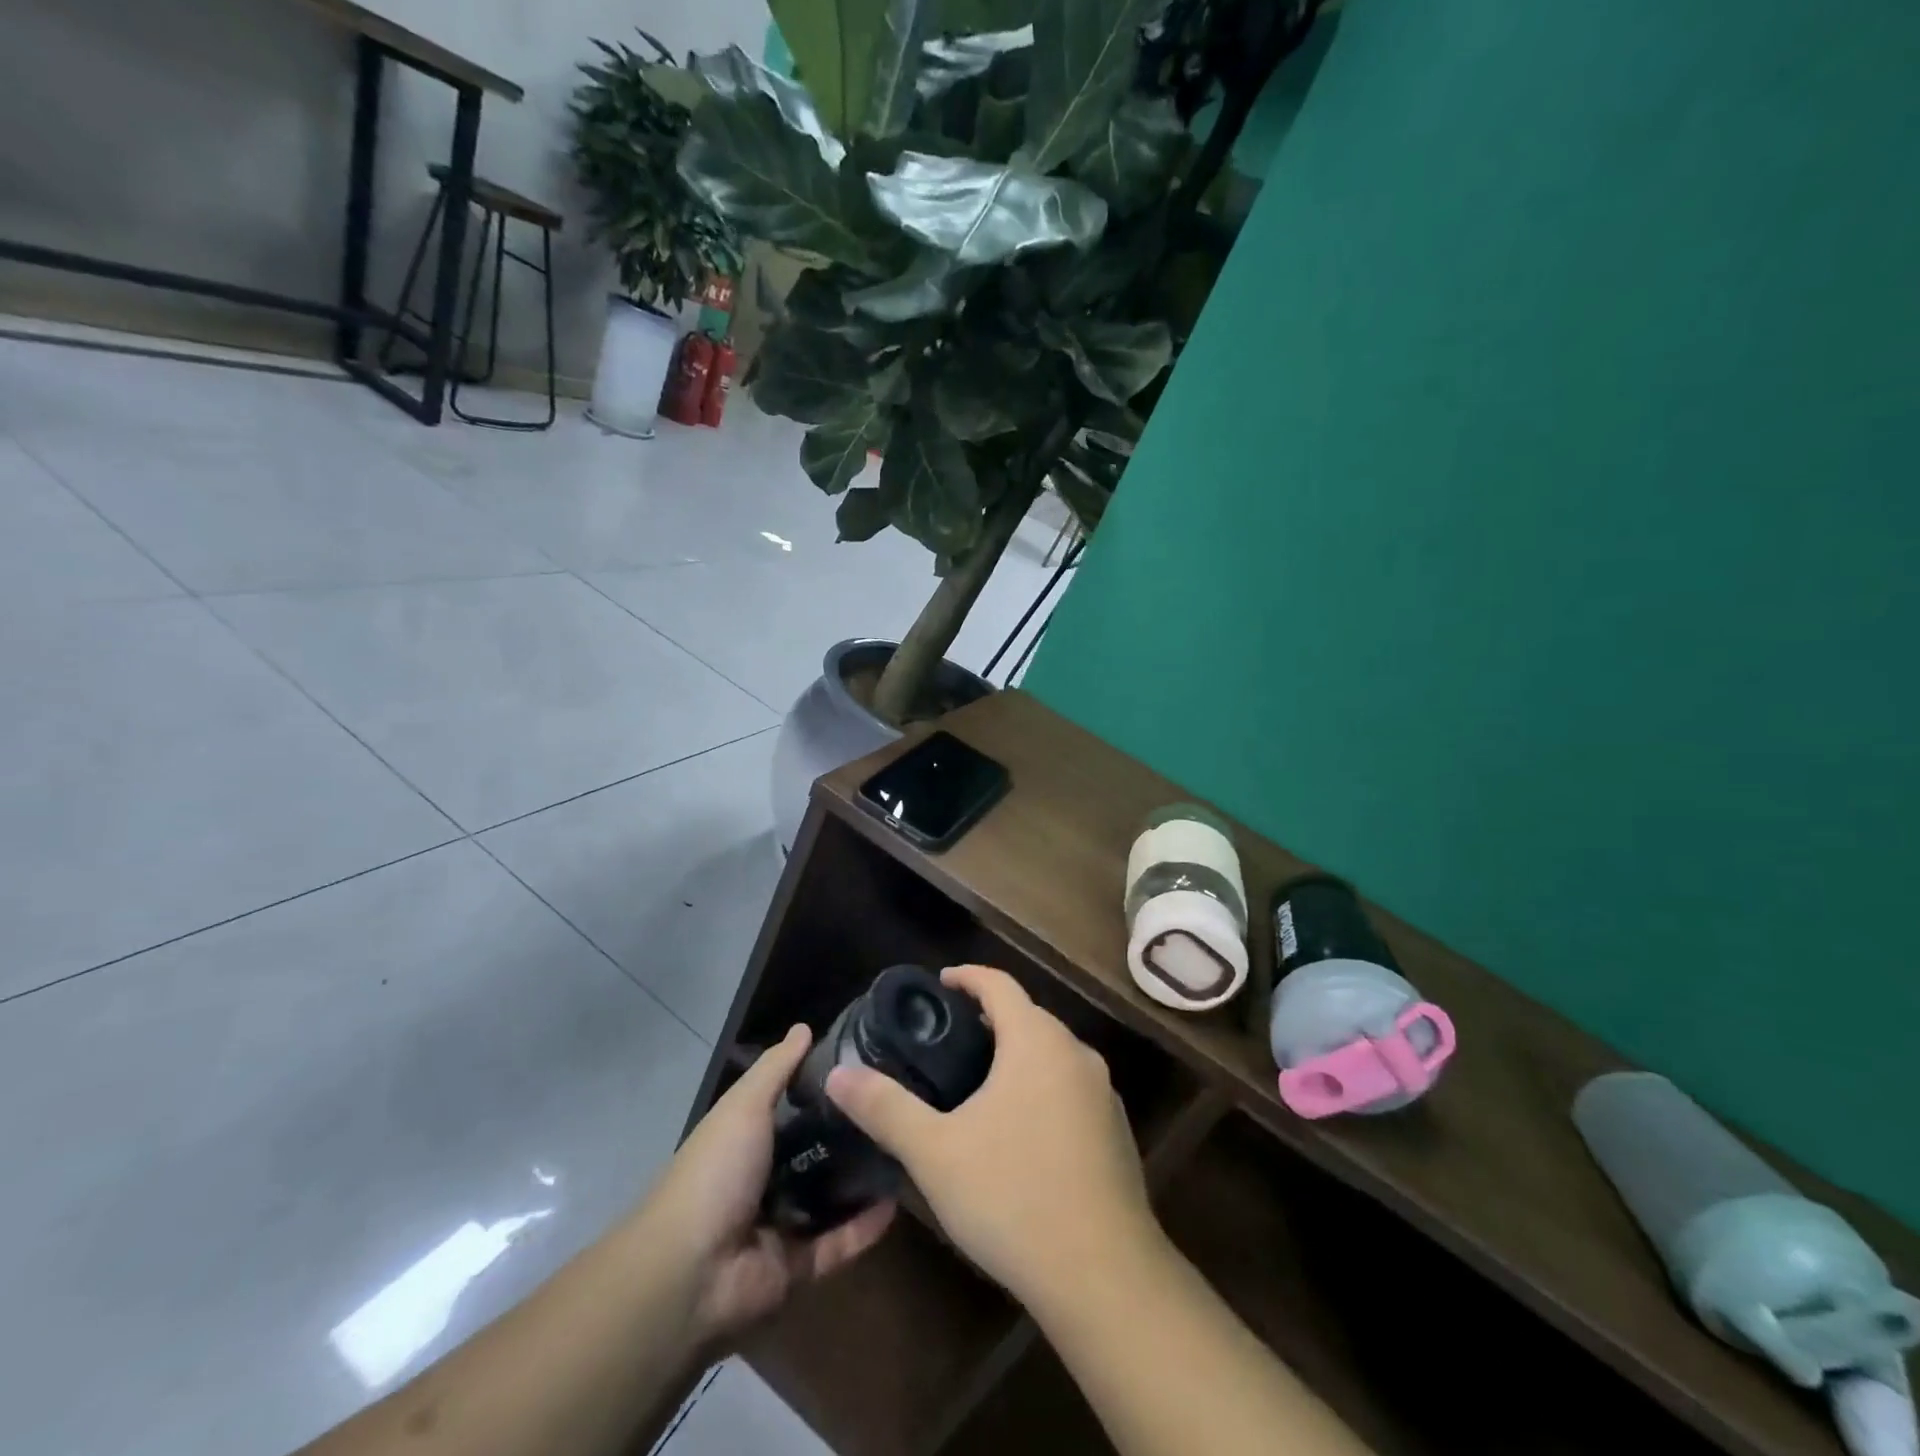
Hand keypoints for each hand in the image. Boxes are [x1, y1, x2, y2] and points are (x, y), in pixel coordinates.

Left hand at [642, 1025, 895, 1349]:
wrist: (689, 1272)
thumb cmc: (716, 1172)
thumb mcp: (744, 1105)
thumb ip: (777, 1068)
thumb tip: (804, 1027)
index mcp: (747, 1139)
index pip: (792, 1106)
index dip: (826, 1087)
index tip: (868, 1066)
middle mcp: (764, 1178)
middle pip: (816, 1150)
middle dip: (852, 1133)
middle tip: (898, 1107)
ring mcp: (781, 1223)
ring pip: (832, 1197)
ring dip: (864, 1179)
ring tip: (906, 1149)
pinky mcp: (798, 1265)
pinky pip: (839, 1242)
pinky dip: (866, 1226)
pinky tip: (899, 1200)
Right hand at [825, 965, 1156, 1310]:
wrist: (1104, 1276)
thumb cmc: (1013, 1196)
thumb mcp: (935, 1152)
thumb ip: (885, 1107)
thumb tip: (838, 1075)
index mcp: (1037, 1041)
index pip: (999, 984)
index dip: (967, 977)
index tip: (939, 984)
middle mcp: (1076, 1054)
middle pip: (1028, 1017)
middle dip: (989, 1019)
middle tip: (947, 1041)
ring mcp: (1103, 1093)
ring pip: (1052, 1055)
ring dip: (1016, 1056)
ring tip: (978, 1083)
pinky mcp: (1116, 1132)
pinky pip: (1070, 1089)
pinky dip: (1041, 1089)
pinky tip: (1019, 1131)